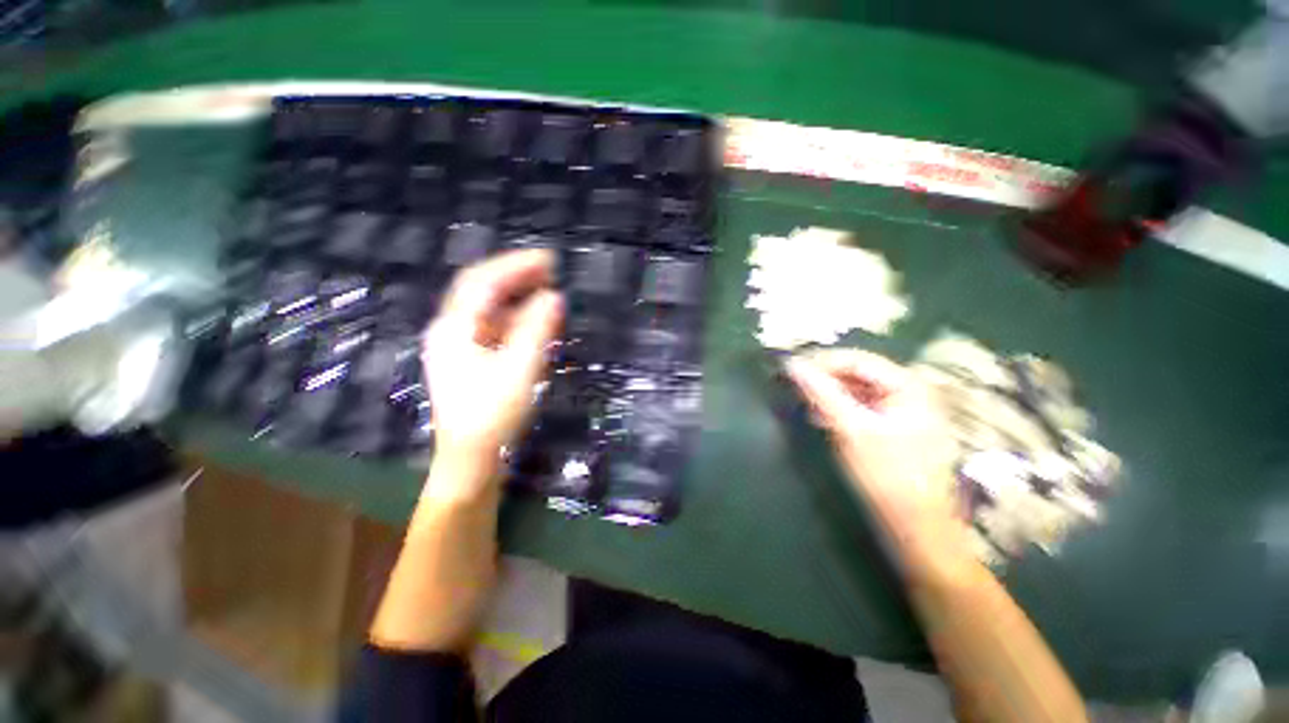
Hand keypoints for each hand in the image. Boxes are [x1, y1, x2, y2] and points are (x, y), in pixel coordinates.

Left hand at [422, 249, 562, 486]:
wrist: (472, 459)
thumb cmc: (493, 415)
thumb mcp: (520, 369)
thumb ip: (537, 329)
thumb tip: (553, 297)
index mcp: (455, 328)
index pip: (483, 282)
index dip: (516, 265)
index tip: (549, 260)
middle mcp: (451, 331)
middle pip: (482, 290)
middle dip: (516, 275)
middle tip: (551, 270)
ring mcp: (459, 346)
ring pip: (488, 309)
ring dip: (517, 295)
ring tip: (547, 288)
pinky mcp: (471, 360)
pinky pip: (494, 327)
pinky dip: (516, 318)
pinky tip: (536, 319)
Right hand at [786, 349, 961, 549]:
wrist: (918, 530)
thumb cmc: (888, 476)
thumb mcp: (850, 430)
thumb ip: (821, 393)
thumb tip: (792, 365)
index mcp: (908, 386)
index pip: (856, 359)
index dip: (821, 362)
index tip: (790, 372)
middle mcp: (909, 392)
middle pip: (858, 373)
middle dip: (824, 379)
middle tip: (795, 389)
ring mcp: (903, 412)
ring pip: (857, 391)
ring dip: (829, 395)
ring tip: (804, 404)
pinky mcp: (894, 430)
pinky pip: (861, 409)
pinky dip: (840, 410)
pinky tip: (821, 419)